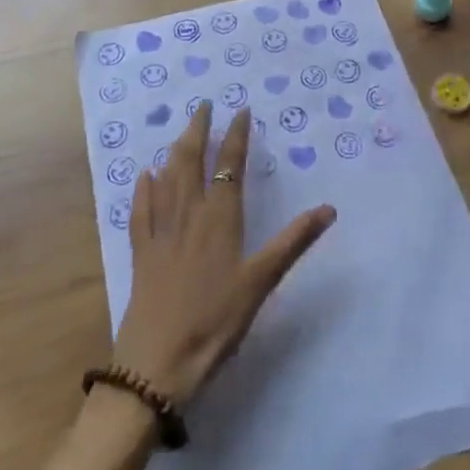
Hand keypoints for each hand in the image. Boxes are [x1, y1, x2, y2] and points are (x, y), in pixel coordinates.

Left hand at [112, 102, 335, 405]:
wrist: (157, 364)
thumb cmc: (216, 322)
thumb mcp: (261, 282)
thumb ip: (294, 242)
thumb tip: (329, 208)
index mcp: (220, 218)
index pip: (229, 165)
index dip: (235, 136)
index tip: (240, 110)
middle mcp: (188, 215)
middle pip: (191, 162)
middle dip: (198, 131)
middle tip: (203, 105)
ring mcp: (161, 233)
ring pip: (166, 179)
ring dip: (174, 151)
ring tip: (181, 131)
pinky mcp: (141, 254)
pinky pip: (141, 211)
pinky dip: (143, 189)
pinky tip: (143, 175)